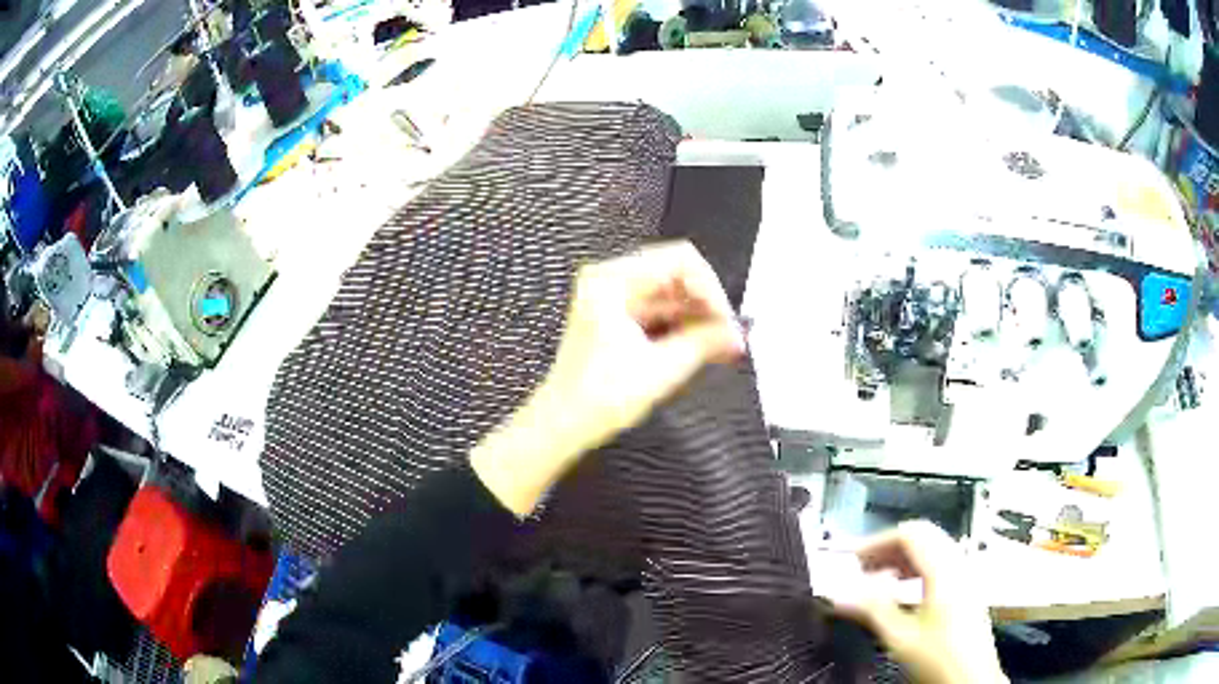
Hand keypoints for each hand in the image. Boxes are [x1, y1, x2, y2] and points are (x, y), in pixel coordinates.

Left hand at [471, 241, 745, 514]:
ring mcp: (612, 298)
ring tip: (723, 344)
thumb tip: (735, 333)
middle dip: (706, 304)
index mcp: (612, 281)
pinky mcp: (616, 317)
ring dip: (697, 318)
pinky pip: (659, 311)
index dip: (710, 288)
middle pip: (676, 275)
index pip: (679, 260)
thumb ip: (705, 343)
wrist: (563, 424)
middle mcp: (610, 281)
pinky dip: (681, 327)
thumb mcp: (661, 368)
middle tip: (730, 333)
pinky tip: (704, 347)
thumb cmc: (594, 398)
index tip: (725, 319)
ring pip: (670, 295)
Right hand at [833, 521, 1007, 683]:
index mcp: (944, 571)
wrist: (971, 679)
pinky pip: (940, 563)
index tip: (853, 557)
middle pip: (924, 535)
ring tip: (877, 577)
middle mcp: (958, 566)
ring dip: (902, 557)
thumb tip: (843, 593)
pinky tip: (902, 590)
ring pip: (933, 548)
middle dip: (889, 546)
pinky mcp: (966, 589)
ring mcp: (965, 576)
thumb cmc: (940, 660)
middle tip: (862, 565)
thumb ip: (873, 610)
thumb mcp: (901, 637)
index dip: (878, 541)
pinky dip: (916, 568)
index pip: (911, 534)